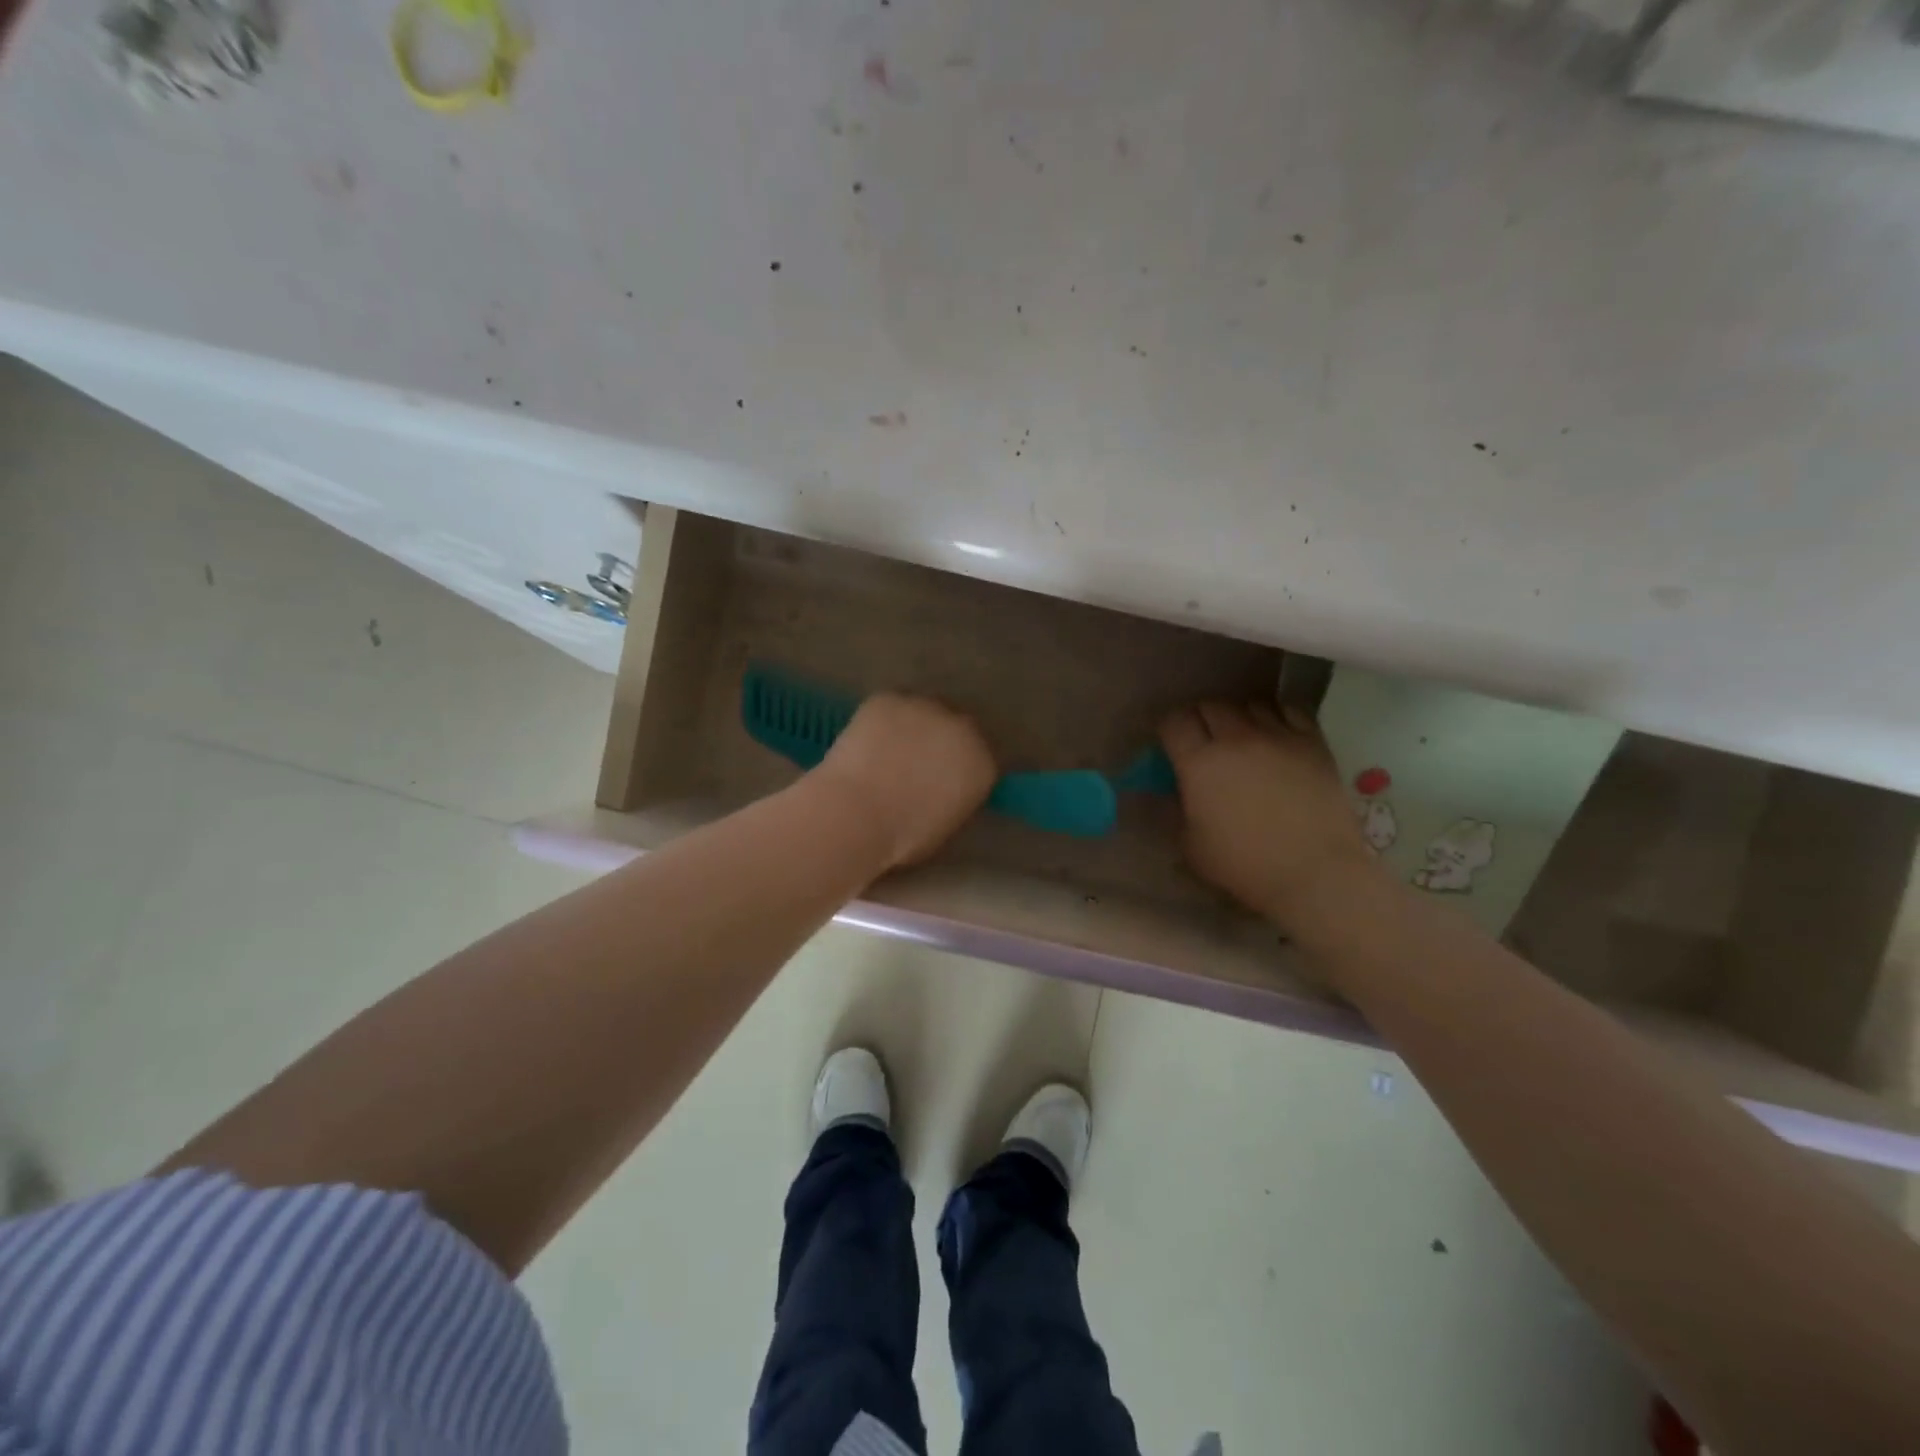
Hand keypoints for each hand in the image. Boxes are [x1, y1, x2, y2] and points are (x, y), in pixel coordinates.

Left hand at [811, 694, 996, 869]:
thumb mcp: (944, 825)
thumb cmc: (902, 837)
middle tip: (912, 762)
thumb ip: (953, 797)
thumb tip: (941, 789)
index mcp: (982, 764)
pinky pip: (888, 707)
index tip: (940, 778)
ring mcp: (925, 707)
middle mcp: (963, 727)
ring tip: (884, 752)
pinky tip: (864, 743)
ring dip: (909, 727)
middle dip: (938, 740)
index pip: (978, 757)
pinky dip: (878, 721)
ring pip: (920, 712)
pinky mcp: (889, 699)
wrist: (857, 814)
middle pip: (955, 727)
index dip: (957, 766)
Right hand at [1159, 699, 1378, 928]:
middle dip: (1201, 719)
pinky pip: (1289, 710)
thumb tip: (1166, 792)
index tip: (1171, 744)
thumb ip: (1173, 811)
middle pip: (1209, 705)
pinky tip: (1276, 734)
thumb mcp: (1191, 846)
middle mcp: (1235, 739)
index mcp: (1199, 763)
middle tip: (1204, 740)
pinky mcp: (1312, 742)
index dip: (1169, 729)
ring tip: (1242, 736)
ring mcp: (1277, 736)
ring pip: (1249, 704)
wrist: (1315, 873)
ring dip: (1238, 717)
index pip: (1174, 722)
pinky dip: (1276, 716)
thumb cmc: (1245, 865)